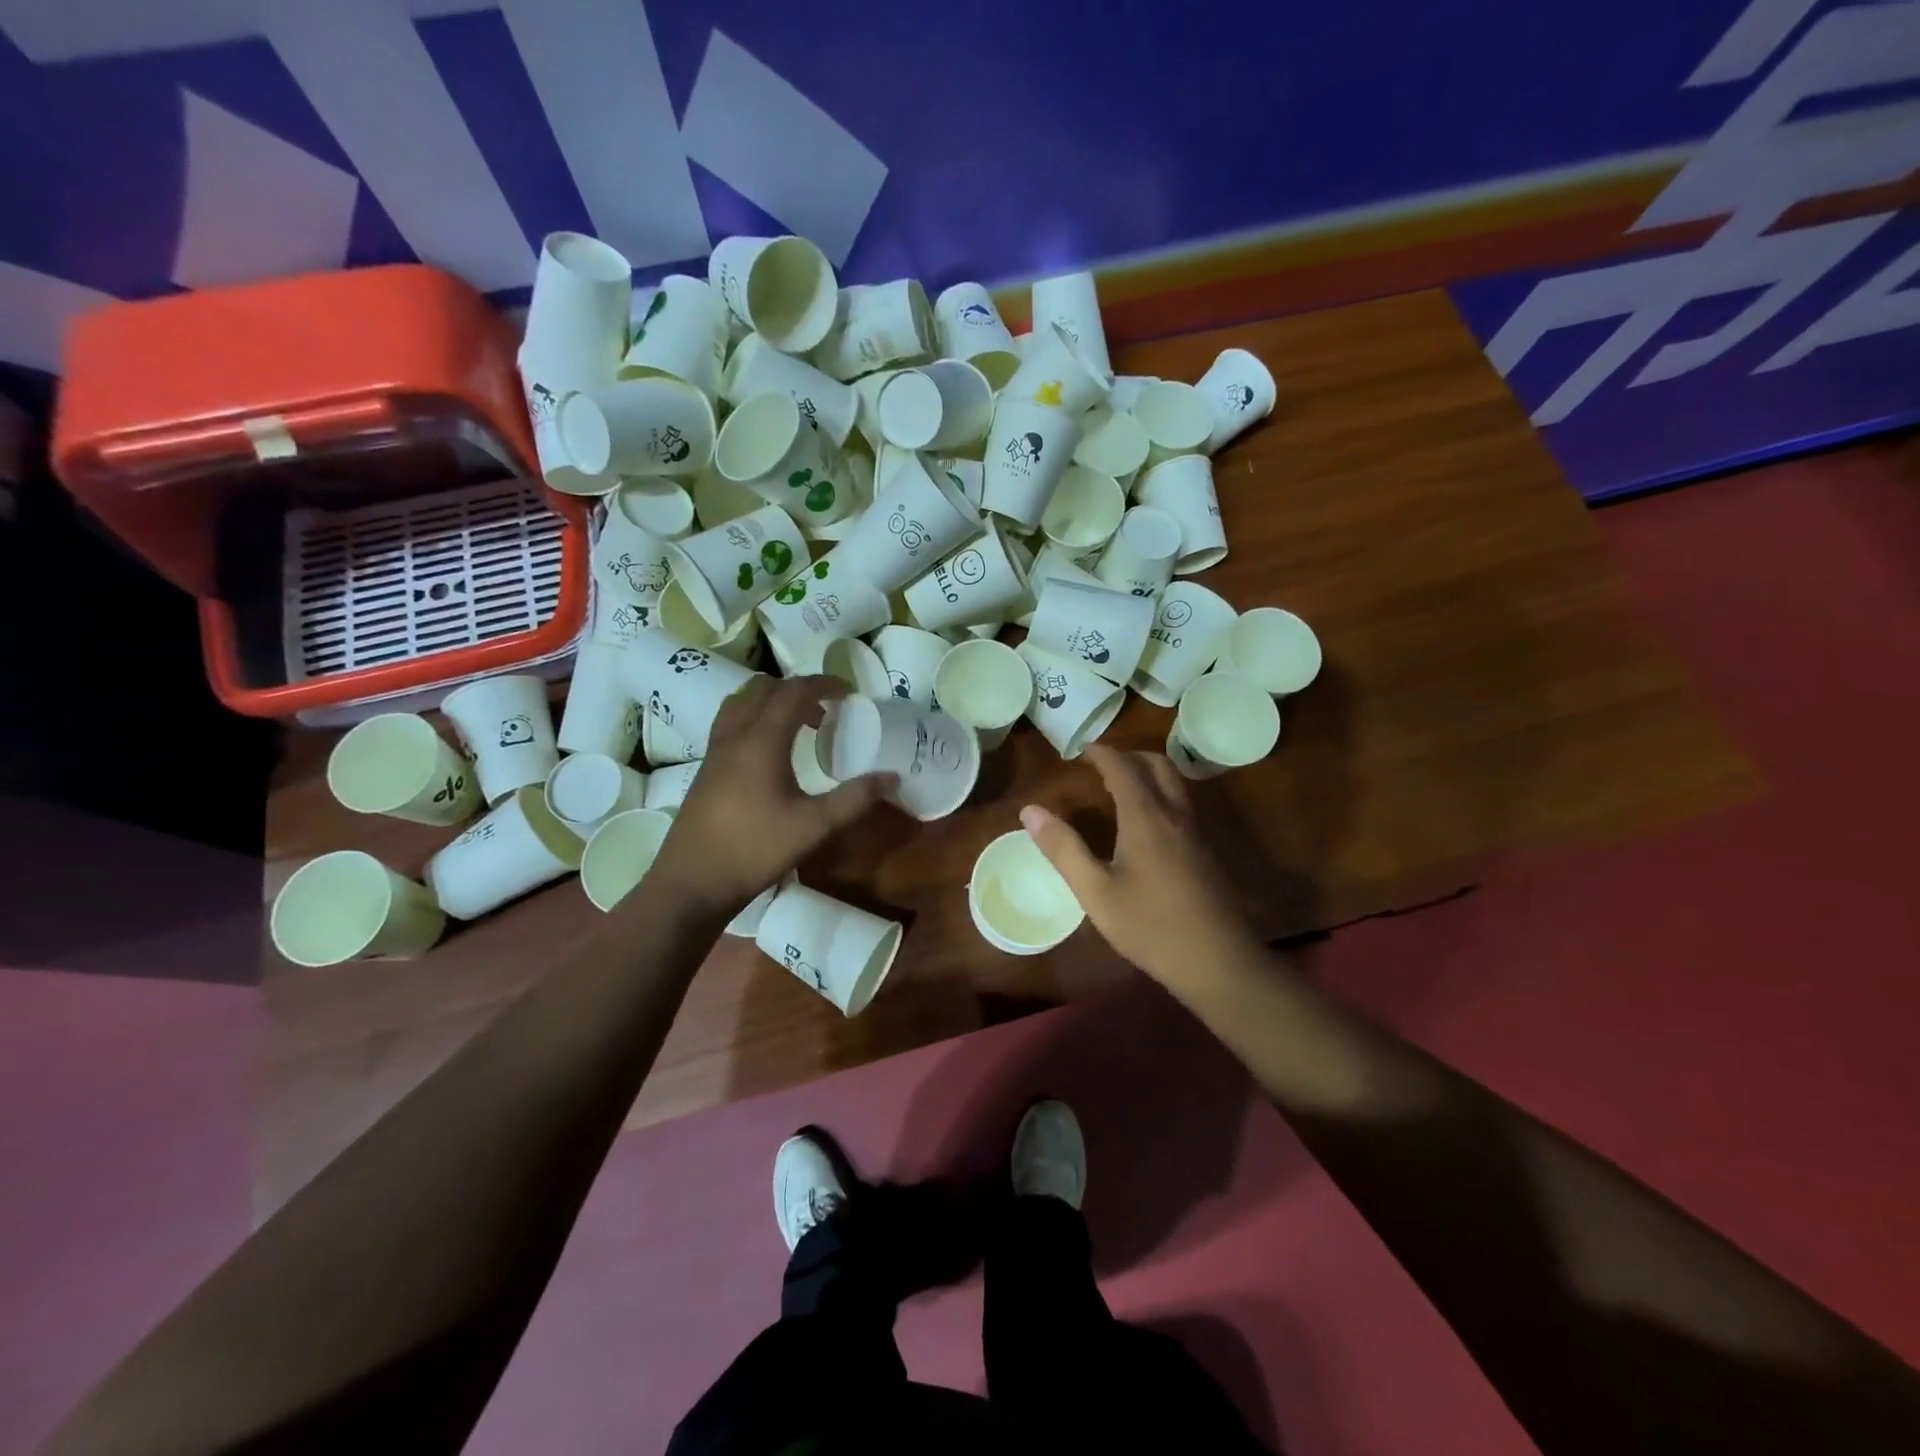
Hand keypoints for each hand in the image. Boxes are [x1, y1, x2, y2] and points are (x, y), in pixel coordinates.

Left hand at [656, 675, 889, 912]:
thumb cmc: (755, 849)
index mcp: (762, 740)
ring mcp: (716, 749)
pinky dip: (754, 716)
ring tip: (798, 721)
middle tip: (827, 707)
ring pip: (742, 701)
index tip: (849, 691)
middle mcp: (736, 735)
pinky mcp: (706, 767)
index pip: (794, 692)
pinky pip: (730, 721)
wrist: (693, 881)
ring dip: (773, 699)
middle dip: (799, 689)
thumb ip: (854, 798)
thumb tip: (892, 777)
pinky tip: (768, 749)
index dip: (823, 684)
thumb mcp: (814, 826)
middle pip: (766, 689)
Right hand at [1020, 746, 1261, 992]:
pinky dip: (1160, 795)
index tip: (1081, 749)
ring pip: (1175, 783)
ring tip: (1120, 788)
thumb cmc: (1150, 927)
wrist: (1219, 962)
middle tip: (1101, 765)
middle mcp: (1174, 815)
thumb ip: (1063, 849)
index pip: (1123, 768)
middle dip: (1129, 756)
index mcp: (1145, 818)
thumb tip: (1030, 811)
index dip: (1101, 753)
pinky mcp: (1206, 853)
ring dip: (1148, 773)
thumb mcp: (1096, 892)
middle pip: (1158, 765)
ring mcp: (1196, 833)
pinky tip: (1146, 825)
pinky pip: (1182, 805)